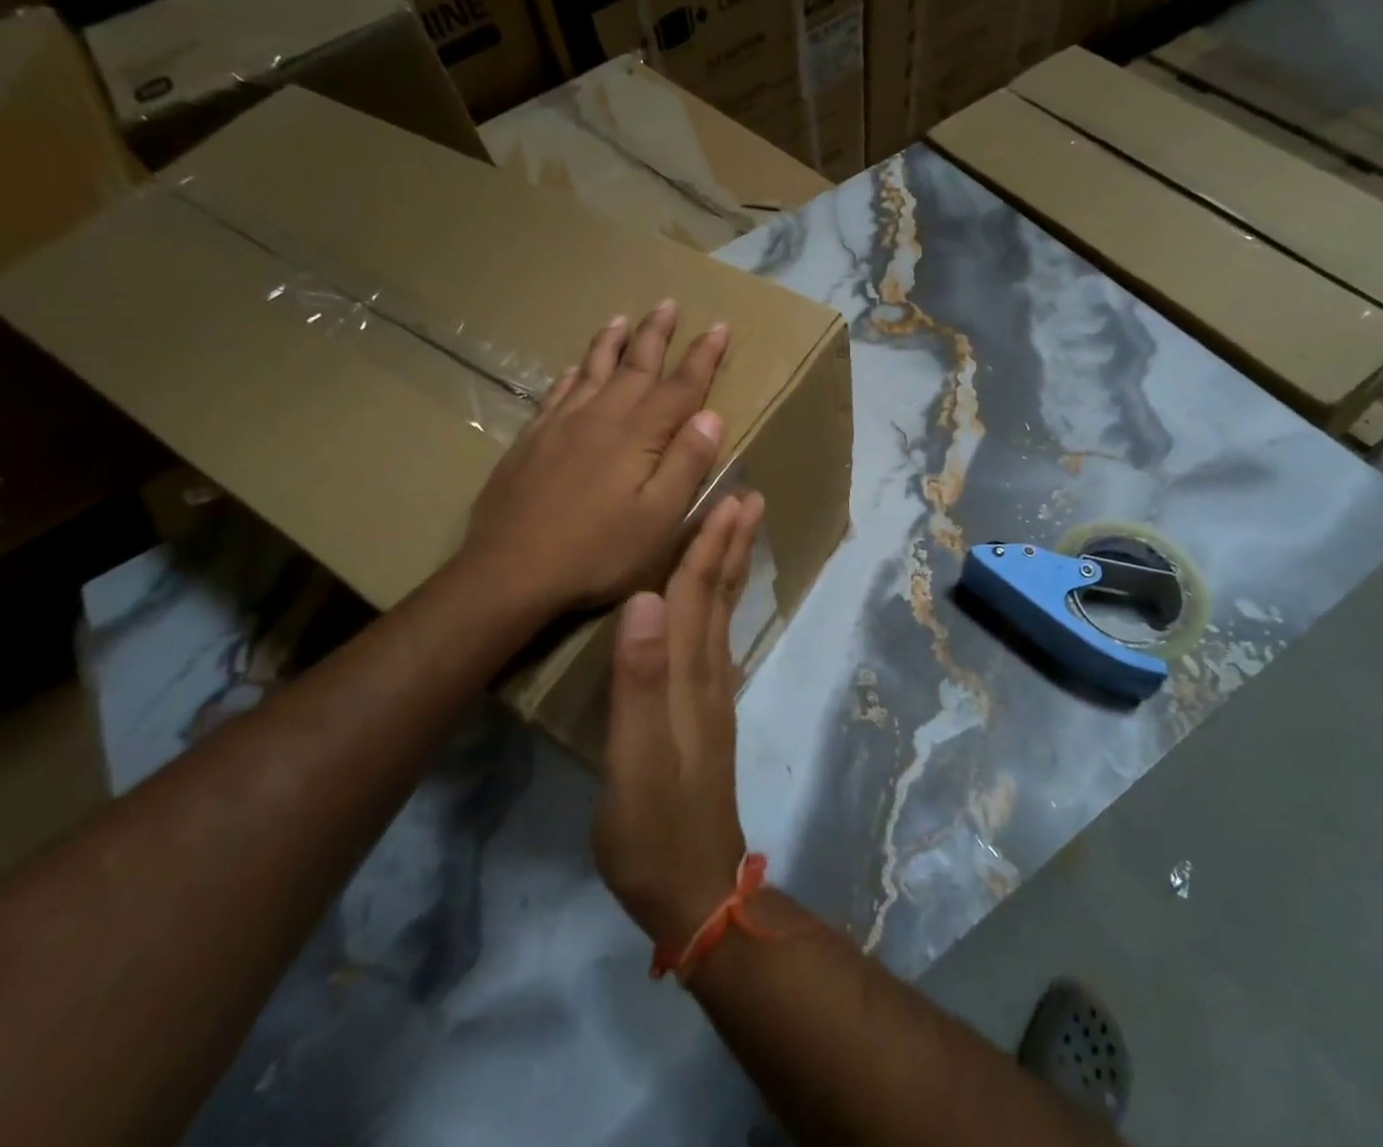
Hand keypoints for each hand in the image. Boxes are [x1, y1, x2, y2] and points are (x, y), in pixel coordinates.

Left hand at [456, 302, 729, 616]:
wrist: (509, 571)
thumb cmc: (597, 552)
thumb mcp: (659, 519)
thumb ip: (686, 464)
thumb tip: (711, 415)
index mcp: (638, 435)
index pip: (680, 386)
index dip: (703, 357)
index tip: (719, 327)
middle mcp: (600, 417)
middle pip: (634, 365)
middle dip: (656, 334)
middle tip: (668, 303)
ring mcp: (560, 425)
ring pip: (592, 370)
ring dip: (611, 342)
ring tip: (622, 318)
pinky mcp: (531, 440)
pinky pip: (557, 393)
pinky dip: (572, 374)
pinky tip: (574, 369)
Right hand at [594, 492, 764, 948]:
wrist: (693, 888)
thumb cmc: (652, 825)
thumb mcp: (633, 758)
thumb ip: (638, 679)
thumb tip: (645, 598)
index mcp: (687, 675)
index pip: (695, 593)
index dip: (709, 543)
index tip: (728, 495)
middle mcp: (706, 674)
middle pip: (718, 595)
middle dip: (731, 543)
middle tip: (749, 498)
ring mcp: (710, 696)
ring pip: (720, 615)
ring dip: (730, 568)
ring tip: (738, 533)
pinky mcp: (705, 716)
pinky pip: (714, 640)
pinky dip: (718, 607)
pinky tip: (714, 605)